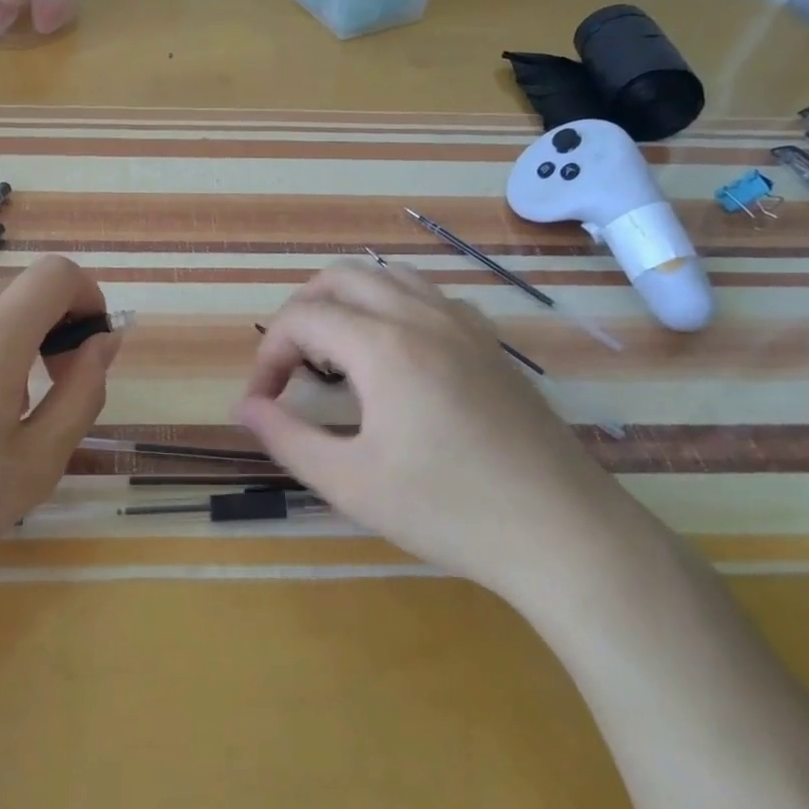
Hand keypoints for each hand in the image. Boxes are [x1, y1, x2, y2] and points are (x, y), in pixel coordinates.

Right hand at [235, 262, 627, 597]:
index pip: (301, 318)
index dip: (268, 355)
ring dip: (346, 302)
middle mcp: (420, 316)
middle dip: (300, 314)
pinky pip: (426, 295)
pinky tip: (394, 356)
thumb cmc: (448, 511)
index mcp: (383, 345)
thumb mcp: (350, 483)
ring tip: (334, 353)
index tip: (263, 402)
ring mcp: (461, 323)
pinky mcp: (488, 341)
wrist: (563, 533)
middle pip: (339, 277)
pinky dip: (391, 306)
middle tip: (290, 367)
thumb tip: (245, 408)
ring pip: (386, 276)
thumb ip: (287, 438)